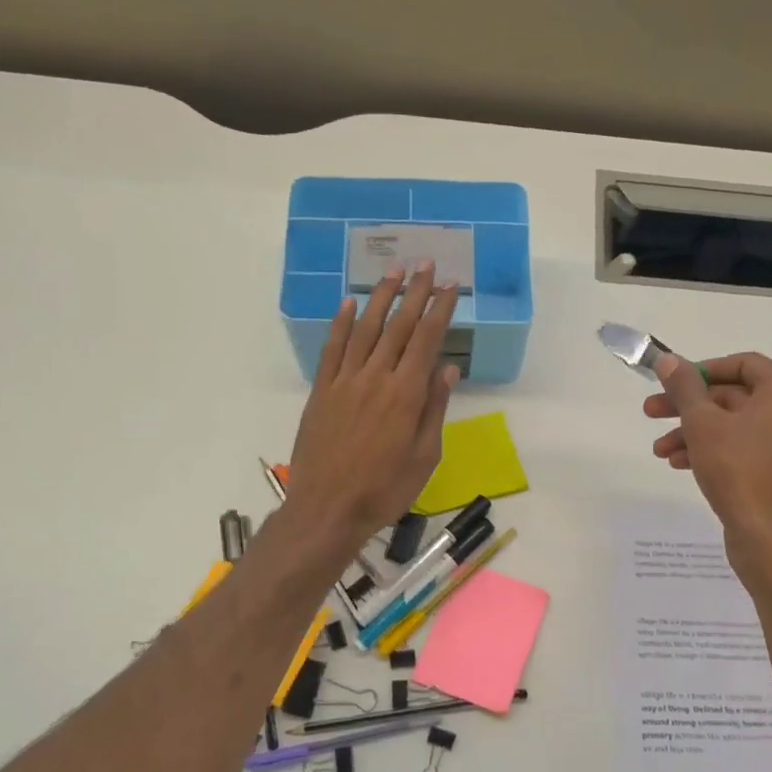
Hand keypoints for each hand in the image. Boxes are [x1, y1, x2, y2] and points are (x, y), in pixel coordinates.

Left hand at [285, 263, 459, 557]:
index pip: (426, 340)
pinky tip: (349, 303)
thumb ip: (434, 409)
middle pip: (398, 326)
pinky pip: (333, 349)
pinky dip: (342, 323)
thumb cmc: (384, 490)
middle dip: (414, 292)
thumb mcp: (424, 457)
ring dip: (380, 297)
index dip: (439, 309)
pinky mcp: (321, 391)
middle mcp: (376, 378)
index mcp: (406, 394)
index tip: (449, 285)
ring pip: (365, 329)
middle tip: (425, 263)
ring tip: (392, 271)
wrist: (327, 508)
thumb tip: (446, 368)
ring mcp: (345, 381)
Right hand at [644, 351, 771, 564]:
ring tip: (660, 450)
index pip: (742, 363)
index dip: (702, 369)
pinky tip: (680, 464)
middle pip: (733, 396)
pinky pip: (743, 450)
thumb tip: (668, 359)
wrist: (771, 538)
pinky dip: (712, 451)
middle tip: (650, 412)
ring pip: (734, 427)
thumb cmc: (739, 470)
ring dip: (693, 433)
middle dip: (688, 406)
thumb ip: (684, 387)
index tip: (671, 382)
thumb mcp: (702, 422)